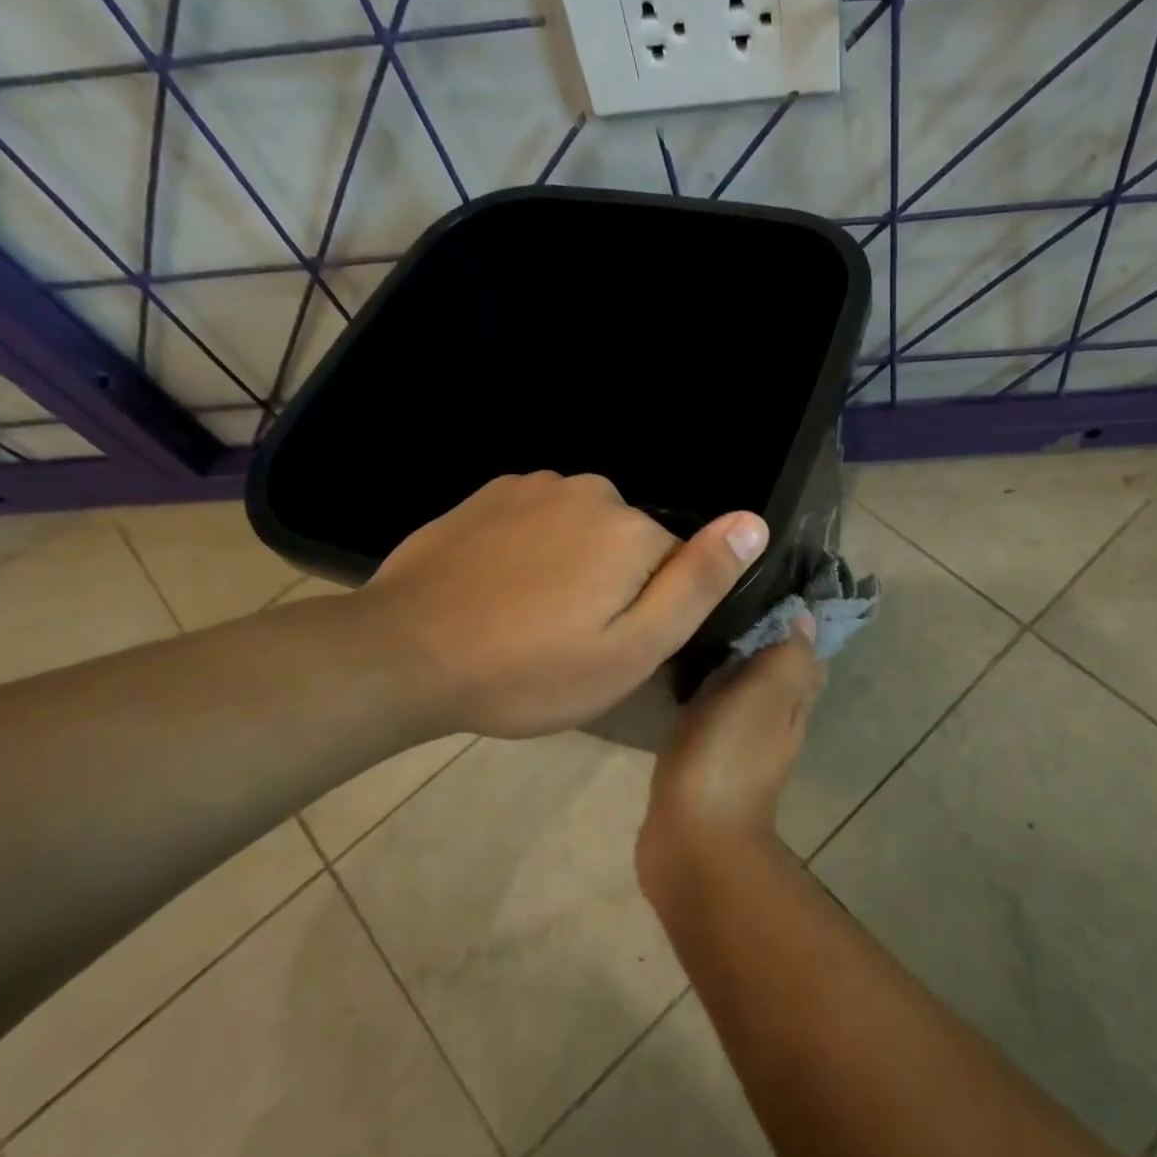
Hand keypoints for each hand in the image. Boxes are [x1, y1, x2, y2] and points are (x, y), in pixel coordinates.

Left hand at [351, 472, 768, 738]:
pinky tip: (498, 590)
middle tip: (568, 641)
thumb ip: (699, 583)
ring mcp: (533, 486)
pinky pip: (539, 521)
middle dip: (613, 586)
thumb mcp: (632, 649)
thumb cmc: (530, 670)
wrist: (403, 655)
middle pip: (630, 544)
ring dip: (571, 567)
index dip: (650, 612)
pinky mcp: (489, 494)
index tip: (610, 648)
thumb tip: (754, 521)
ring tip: (528, 619)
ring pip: (584, 531)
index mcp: (632, 530)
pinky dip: (532, 551)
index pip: (676, 566)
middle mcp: (591, 491)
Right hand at [637, 620, 824, 895]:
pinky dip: (705, 694)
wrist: (692, 840)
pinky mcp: (705, 762)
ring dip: (730, 667)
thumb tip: (807, 618)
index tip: (769, 589)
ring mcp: (739, 747)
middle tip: (726, 603)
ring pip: (742, 695)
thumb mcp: (764, 696)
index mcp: (792, 705)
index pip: (805, 657)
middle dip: (760, 640)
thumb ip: (787, 657)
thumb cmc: (728, 759)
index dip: (794, 625)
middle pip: (776, 674)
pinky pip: (711, 716)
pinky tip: (682, 679)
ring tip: (701, 629)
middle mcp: (773, 725)